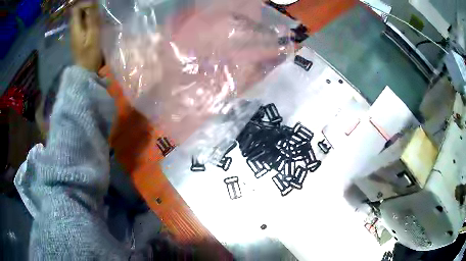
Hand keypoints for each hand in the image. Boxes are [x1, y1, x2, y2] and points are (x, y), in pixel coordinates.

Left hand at [71, 2, 102, 71]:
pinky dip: (89, 20)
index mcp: (75, 27)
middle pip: (78, 11)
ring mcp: (75, 33)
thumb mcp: (93, 35)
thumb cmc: (89, 56)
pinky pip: (83, 23)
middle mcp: (73, 28)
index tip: (95, 5)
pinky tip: (96, 23)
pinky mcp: (79, 37)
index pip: (76, 8)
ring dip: (90, 13)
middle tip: (98, 11)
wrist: (85, 72)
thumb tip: (93, 2)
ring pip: (81, 17)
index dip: (85, 3)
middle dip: (88, 7)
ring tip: (99, 16)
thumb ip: (92, 19)